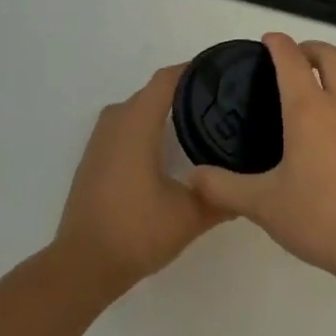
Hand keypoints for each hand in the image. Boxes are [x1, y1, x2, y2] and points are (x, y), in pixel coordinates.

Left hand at [53, 64, 231, 297]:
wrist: (83, 265)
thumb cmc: (136, 231)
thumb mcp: (190, 216)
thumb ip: (223, 197)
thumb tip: (251, 187)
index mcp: (136, 124)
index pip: (167, 80)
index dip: (194, 70)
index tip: (224, 73)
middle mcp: (115, 122)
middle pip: (153, 92)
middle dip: (185, 91)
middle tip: (222, 102)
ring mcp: (100, 140)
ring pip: (137, 109)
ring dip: (163, 109)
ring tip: (200, 121)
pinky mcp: (94, 159)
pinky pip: (124, 126)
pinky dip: (147, 126)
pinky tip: (168, 148)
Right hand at [188, 34, 335, 285]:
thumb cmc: (321, 217)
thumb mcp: (263, 205)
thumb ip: (224, 187)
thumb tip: (193, 176)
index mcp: (309, 109)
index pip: (291, 59)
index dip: (277, 44)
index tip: (267, 40)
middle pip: (332, 56)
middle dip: (311, 48)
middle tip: (294, 58)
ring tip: (321, 93)